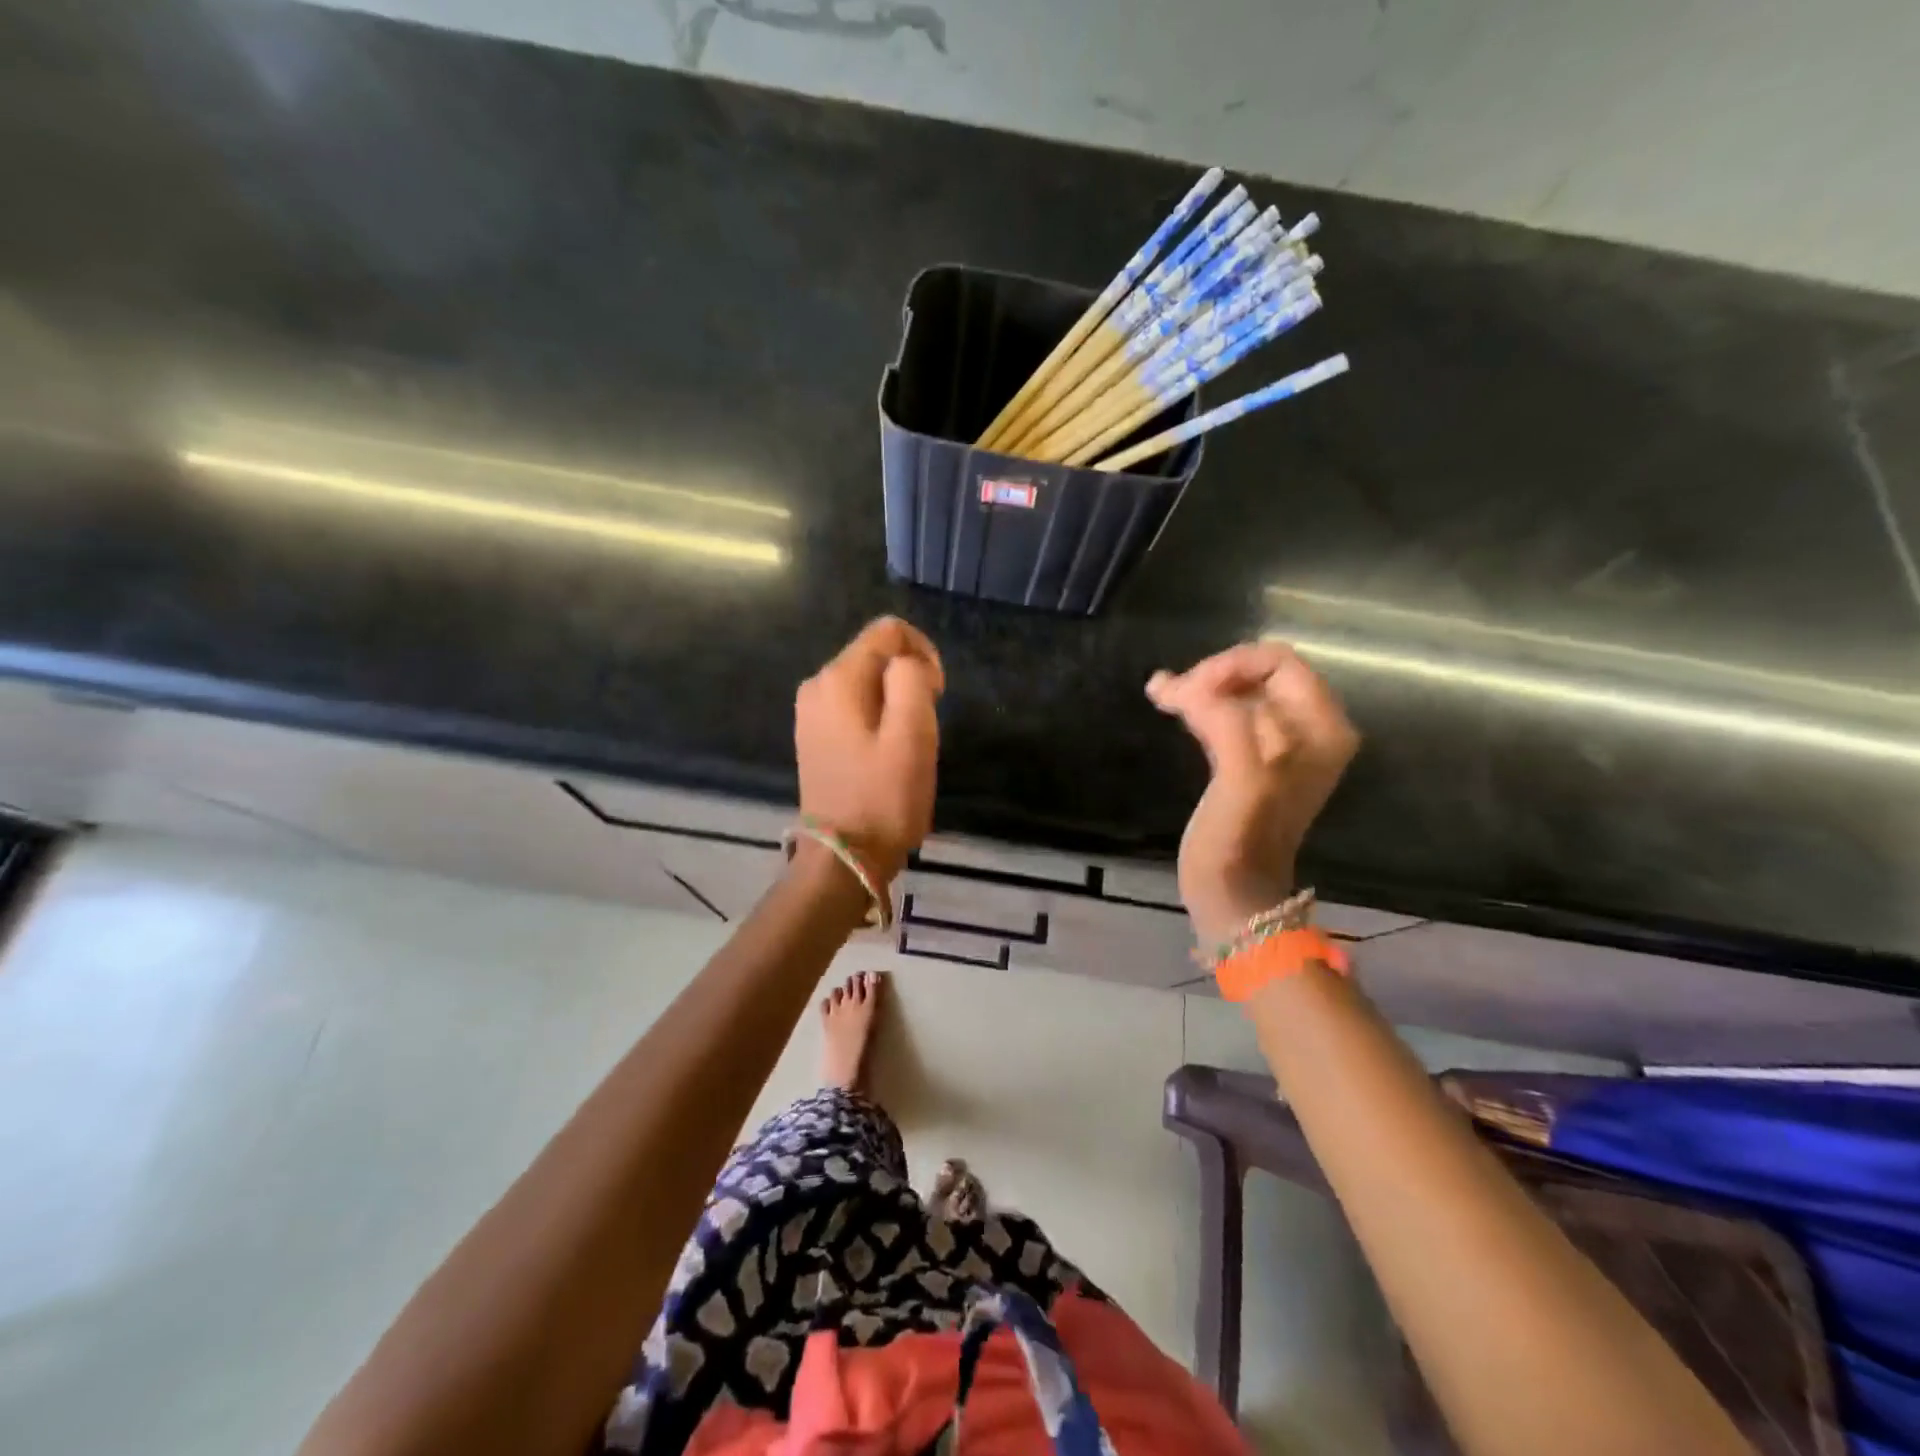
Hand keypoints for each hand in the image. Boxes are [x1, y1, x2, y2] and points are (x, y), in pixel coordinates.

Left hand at [795, 617, 944, 885]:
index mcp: (838, 678)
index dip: (923, 653)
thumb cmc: (884, 797)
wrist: (844, 858)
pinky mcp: (815, 738)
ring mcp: (811, 714)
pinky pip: (855, 708)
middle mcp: (816, 686)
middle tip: (924, 726)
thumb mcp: (913, 733)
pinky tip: (886, 755)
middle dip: (909, 680)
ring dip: (896, 703)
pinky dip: (878, 720)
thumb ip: (912, 679)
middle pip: (876, 656)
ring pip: (868, 684)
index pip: (889, 631)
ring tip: (907, 745)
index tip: (937, 695)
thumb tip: (908, 663)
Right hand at [1148, 642, 1358, 948]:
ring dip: (1202, 689)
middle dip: (1213, 676)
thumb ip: (1225, 724)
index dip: (1230, 666)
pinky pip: (1231, 715)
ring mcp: (1284, 747)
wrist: (1235, 897)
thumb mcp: (1241, 780)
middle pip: (1260, 673)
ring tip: (1162, 696)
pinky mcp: (1255, 761)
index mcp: (1321, 728)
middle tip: (1170, 696)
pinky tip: (1171, 707)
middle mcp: (1311, 730)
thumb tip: (1185, 686)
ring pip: (1242, 692)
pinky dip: (1201, 707)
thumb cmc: (1240, 842)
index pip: (1278, 661)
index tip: (1189, 693)